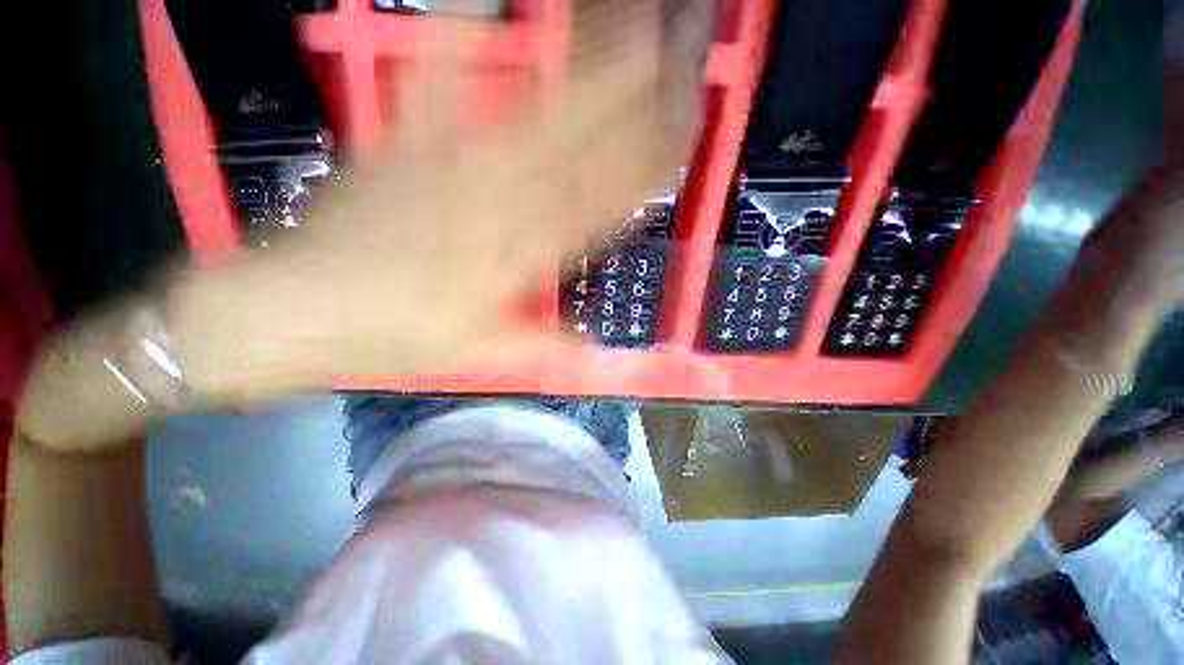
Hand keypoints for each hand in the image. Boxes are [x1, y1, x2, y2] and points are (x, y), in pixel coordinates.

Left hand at [176, 0, 712, 395]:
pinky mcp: (398, 141)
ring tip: (625, 20)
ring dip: (584, 64)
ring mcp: (446, 163)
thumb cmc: (393, 339)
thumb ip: (541, 345)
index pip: (601, 203)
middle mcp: (495, 203)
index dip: (646, 166)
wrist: (295, 312)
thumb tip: (592, 348)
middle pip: (580, 144)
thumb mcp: (479, 356)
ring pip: (532, 109)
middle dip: (635, 95)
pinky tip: (486, 1)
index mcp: (517, 258)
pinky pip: (434, 80)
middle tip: (677, 47)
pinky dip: (460, 37)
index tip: (682, 129)